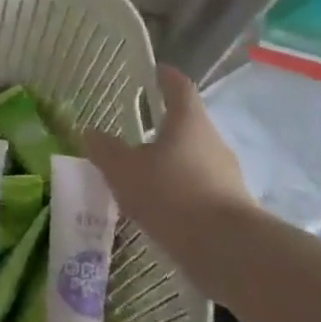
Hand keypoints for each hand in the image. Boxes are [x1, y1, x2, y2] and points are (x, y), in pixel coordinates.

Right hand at [83, 66, 254, 234]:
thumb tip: (89, 132)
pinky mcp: (231, 206)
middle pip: (187, 125)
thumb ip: (105, 150)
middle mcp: (212, 141)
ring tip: (142, 177)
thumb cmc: (172, 194)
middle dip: (163, 127)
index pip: (179, 87)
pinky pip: (199, 188)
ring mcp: (226, 175)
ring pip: (193, 158)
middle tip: (135, 133)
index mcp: (188, 121)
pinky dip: (180, 191)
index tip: (154, 71)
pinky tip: (160, 208)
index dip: (165, 77)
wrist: (228, 250)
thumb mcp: (125, 171)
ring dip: (170, 163)